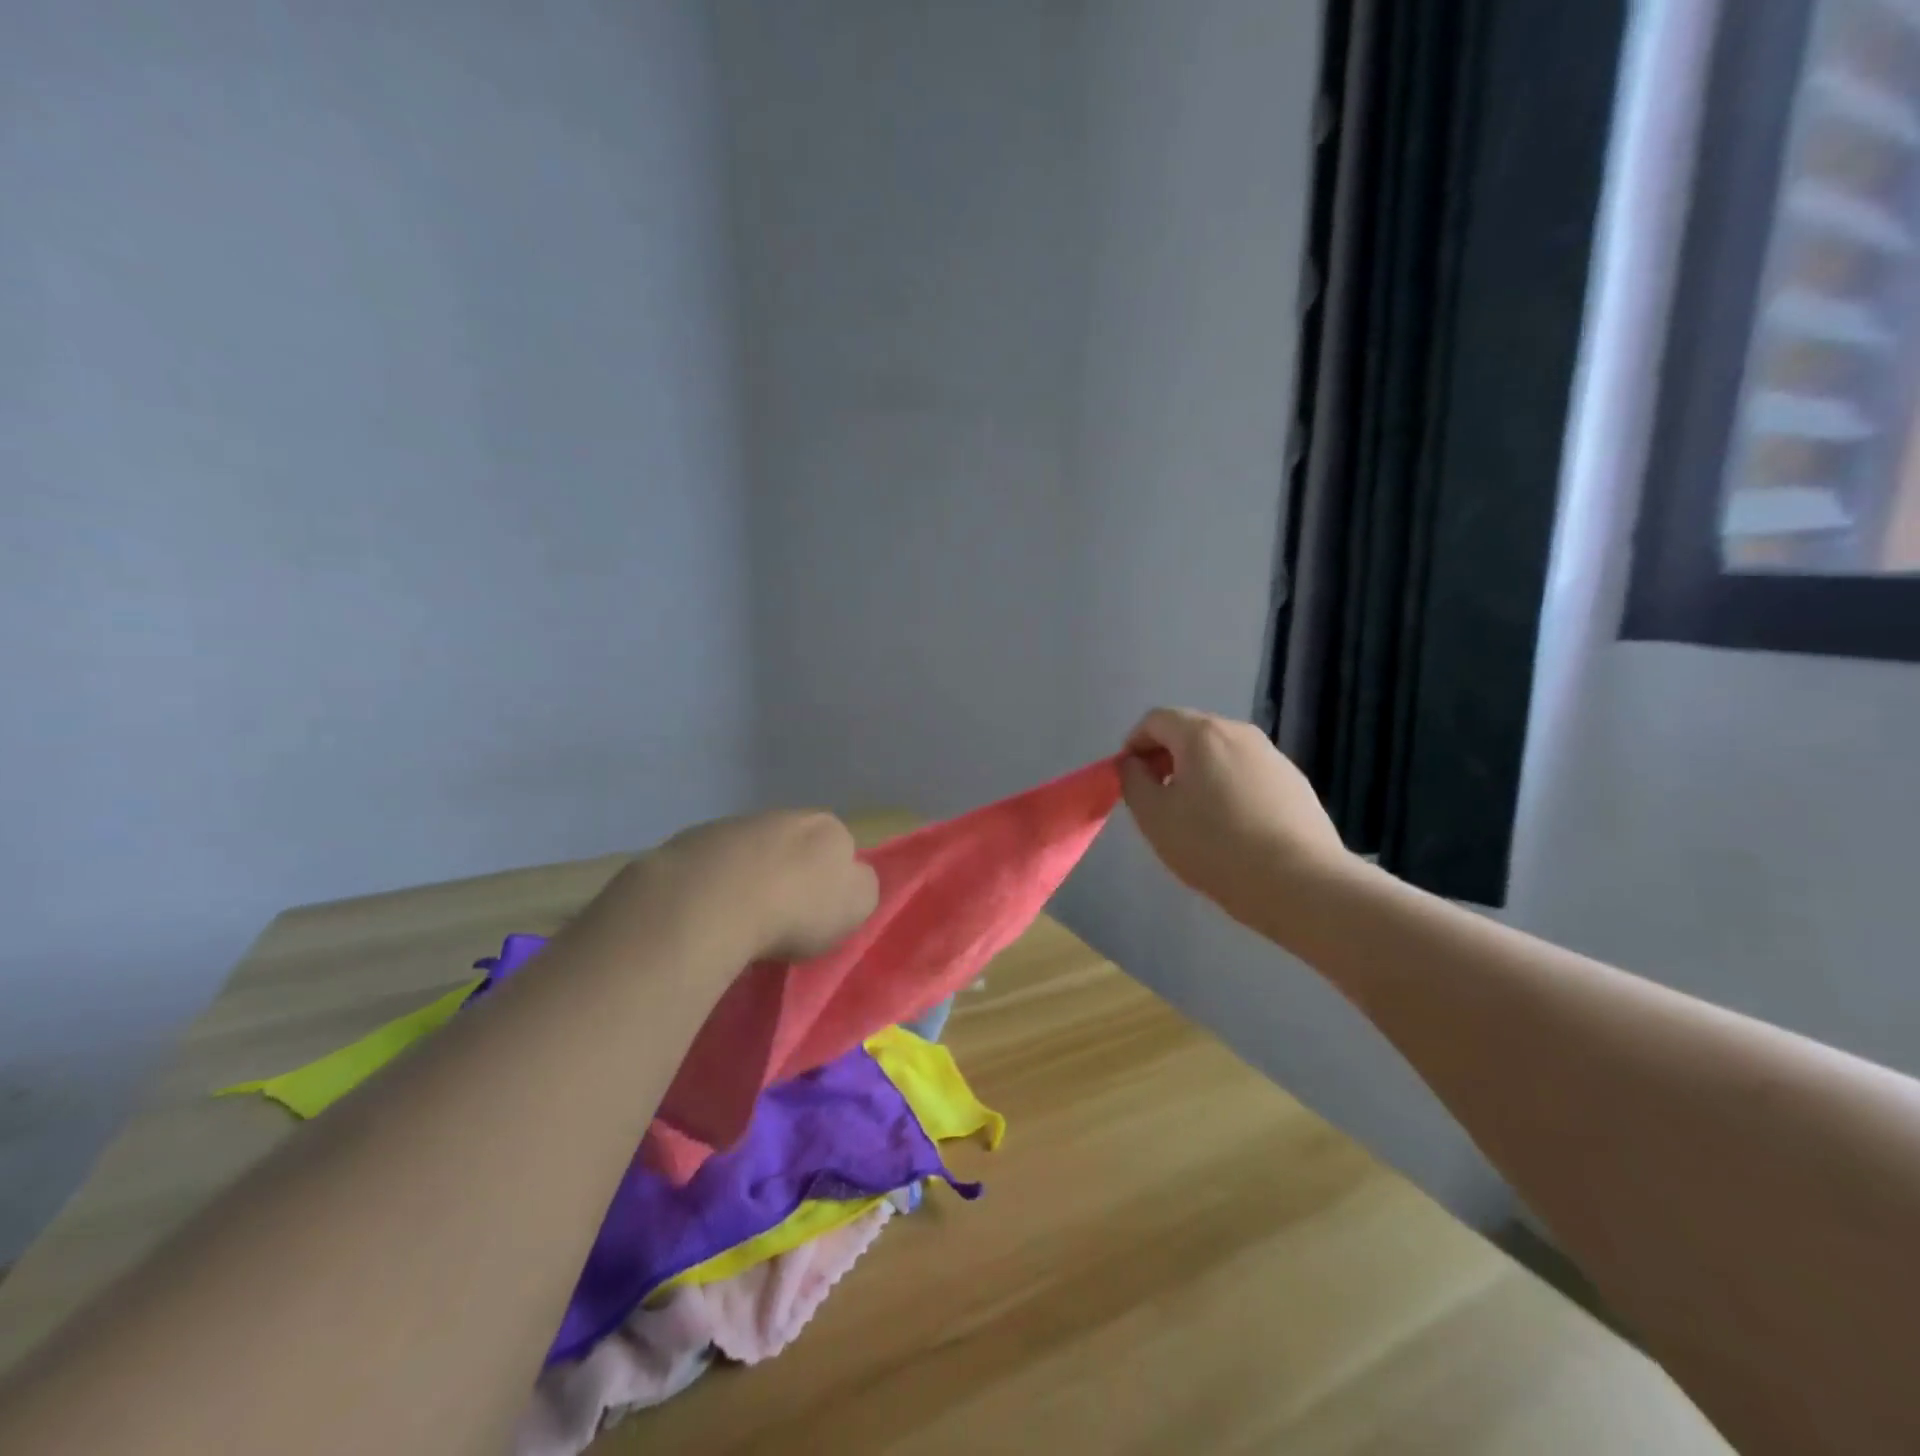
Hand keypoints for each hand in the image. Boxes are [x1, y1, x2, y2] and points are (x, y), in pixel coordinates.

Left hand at [646, 810, 879, 962]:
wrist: (712, 901)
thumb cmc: (796, 907)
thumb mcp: (857, 905)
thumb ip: (861, 887)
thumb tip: (849, 880)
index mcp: (829, 827)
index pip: (840, 849)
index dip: (831, 881)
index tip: (818, 913)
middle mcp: (784, 815)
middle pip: (794, 846)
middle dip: (789, 873)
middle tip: (780, 916)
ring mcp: (734, 824)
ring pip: (750, 852)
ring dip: (749, 877)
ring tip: (739, 919)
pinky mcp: (691, 841)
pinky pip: (711, 865)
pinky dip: (713, 884)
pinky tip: (707, 913)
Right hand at [1120, 707, 1353, 938]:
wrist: (1299, 881)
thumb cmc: (1214, 845)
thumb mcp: (1154, 817)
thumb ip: (1132, 781)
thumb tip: (1132, 763)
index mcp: (1201, 734)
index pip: (1155, 720)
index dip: (1134, 744)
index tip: (1129, 778)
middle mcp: (1239, 732)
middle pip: (1190, 731)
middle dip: (1166, 757)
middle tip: (1157, 797)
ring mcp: (1272, 756)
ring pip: (1221, 753)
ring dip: (1198, 772)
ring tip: (1194, 815)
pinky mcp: (1295, 782)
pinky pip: (1248, 773)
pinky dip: (1229, 786)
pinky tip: (1232, 826)